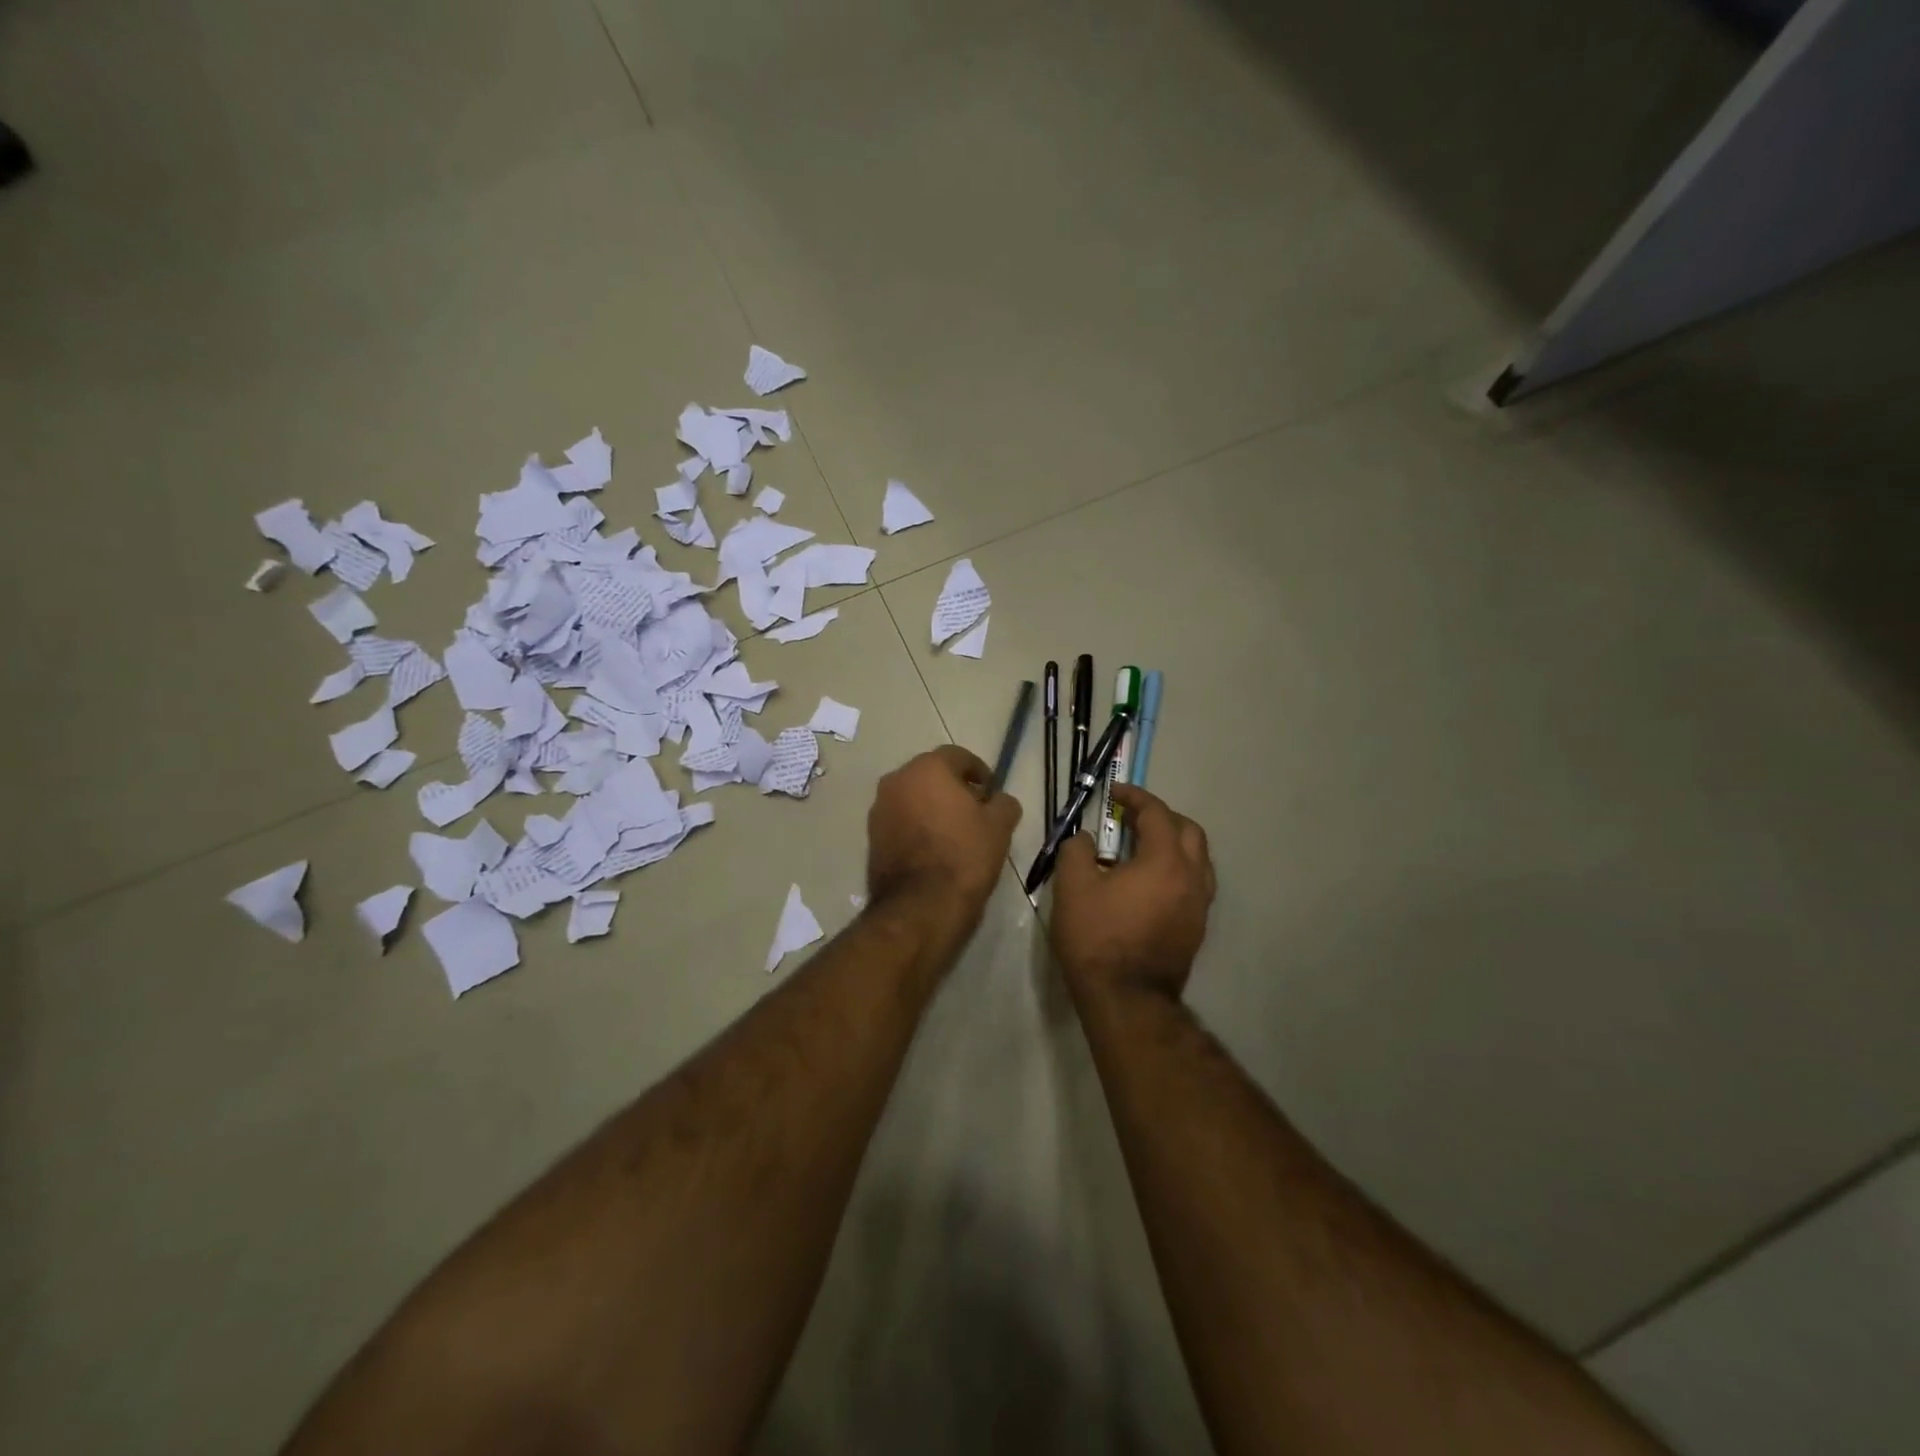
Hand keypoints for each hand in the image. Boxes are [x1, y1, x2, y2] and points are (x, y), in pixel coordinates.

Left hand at [866, 745, 1021, 932]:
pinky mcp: (871, 837)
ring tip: (955, 832)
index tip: (991, 792)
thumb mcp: (999, 826)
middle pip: (931, 775)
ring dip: (932, 807)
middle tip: (975, 810)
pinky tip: (934, 848)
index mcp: (927, 769)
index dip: (979, 772)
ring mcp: (879, 809)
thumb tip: (999, 800)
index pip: (958, 756)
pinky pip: (900, 821)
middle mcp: (896, 780)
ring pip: (913, 798)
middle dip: (953, 788)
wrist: (920, 906)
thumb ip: (1003, 803)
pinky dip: (917, 826)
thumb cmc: (964, 856)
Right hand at [1049, 784, 1214, 1002]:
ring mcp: (1199, 905)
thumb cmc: (1097, 938)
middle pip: (1188, 831)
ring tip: (1143, 848)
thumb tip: (1085, 839)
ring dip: (1174, 843)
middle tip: (1132, 818)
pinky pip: (1195, 883)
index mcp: (1164, 861)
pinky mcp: (1197, 928)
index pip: (1157, 814)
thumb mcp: (1072, 887)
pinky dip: (1177, 869)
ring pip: (1198, 858)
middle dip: (1161, 817)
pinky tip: (1151, 882)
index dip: (1136, 797)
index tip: (1115, 793)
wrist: (1126, 999)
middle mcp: (1191, 878)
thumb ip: (1077, 851)